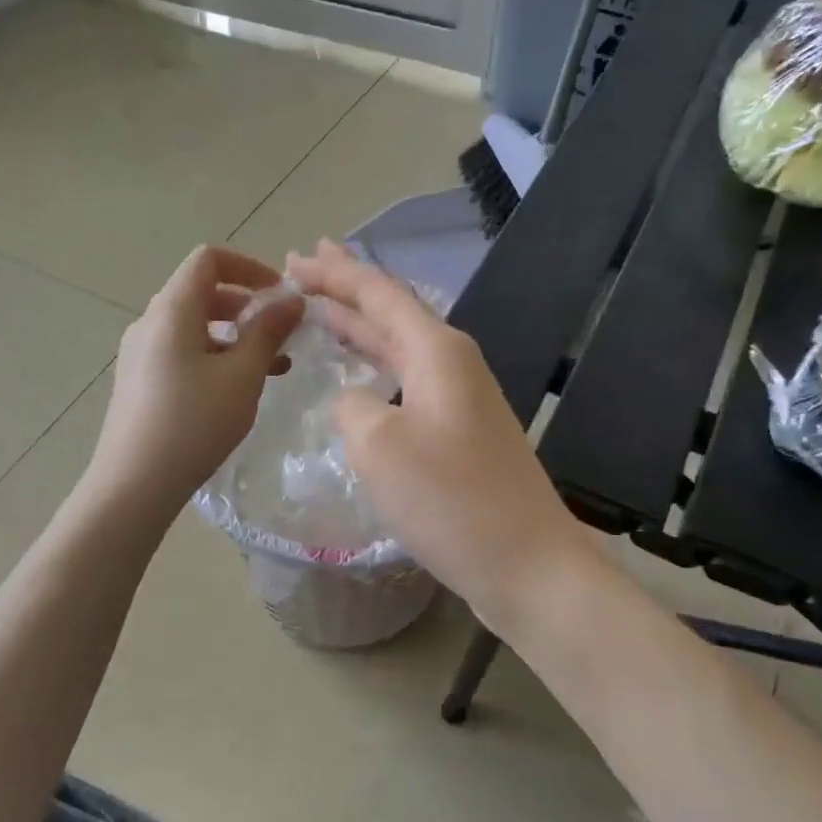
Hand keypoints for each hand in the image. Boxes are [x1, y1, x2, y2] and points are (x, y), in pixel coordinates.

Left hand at [88, 246, 303, 515]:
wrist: (134, 483)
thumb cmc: (194, 422)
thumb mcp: (242, 376)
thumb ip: (269, 332)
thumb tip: (292, 299)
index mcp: (172, 309)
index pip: (209, 260)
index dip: (249, 267)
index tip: (281, 295)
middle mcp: (150, 322)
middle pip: (202, 292)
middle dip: (247, 306)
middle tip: (281, 335)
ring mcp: (140, 353)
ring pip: (194, 326)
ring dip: (234, 336)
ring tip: (270, 368)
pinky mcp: (139, 381)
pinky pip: (181, 352)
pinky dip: (214, 356)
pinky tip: (237, 390)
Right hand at [284, 240, 596, 623]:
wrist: (527, 563)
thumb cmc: (450, 500)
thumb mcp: (379, 446)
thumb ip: (353, 407)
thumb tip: (355, 403)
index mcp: (437, 351)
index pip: (378, 293)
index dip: (334, 273)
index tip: (295, 258)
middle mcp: (453, 364)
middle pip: (391, 312)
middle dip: (344, 290)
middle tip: (300, 270)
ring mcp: (460, 401)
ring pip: (399, 348)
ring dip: (360, 328)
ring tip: (322, 311)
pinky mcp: (460, 435)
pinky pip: (408, 383)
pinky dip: (377, 369)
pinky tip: (361, 379)